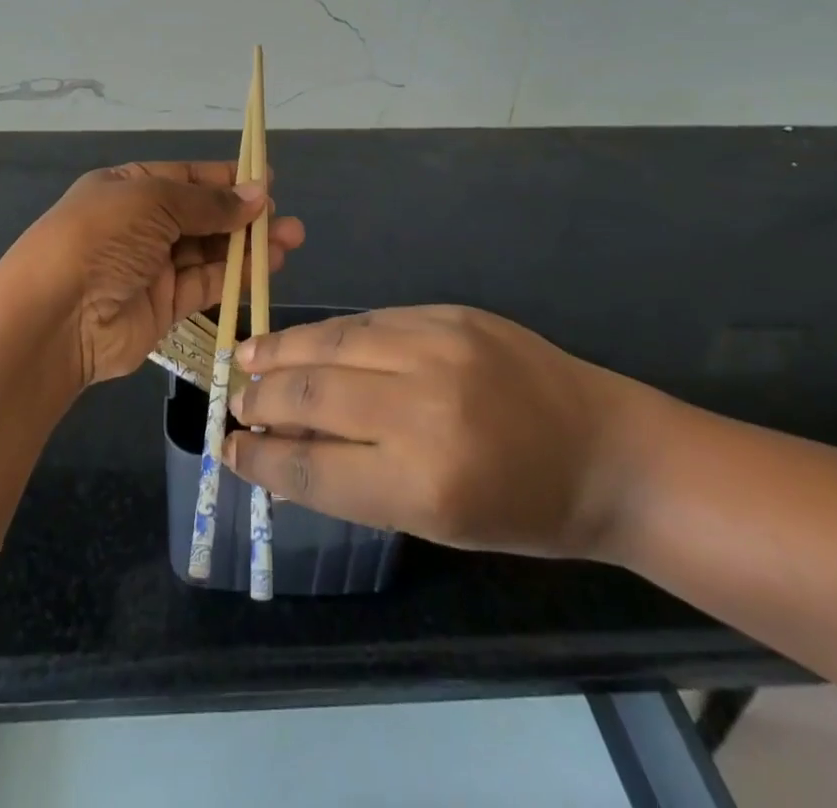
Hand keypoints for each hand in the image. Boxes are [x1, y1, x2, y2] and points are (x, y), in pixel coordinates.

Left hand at [8, 162, 304, 389]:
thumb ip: (208, 202)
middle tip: (286, 218)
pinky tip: (268, 266)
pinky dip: (237, 274)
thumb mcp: (153, 201)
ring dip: (248, 245)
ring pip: (210, 250)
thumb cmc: (101, 237)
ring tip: (291, 239)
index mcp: (129, 188)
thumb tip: (258, 194)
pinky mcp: (164, 305)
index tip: (268, 180)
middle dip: (244, 214)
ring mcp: (152, 266)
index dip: (226, 178)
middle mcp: (141, 224)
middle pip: (202, 215)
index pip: (186, 177)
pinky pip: (207, 283)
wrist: (56, 316)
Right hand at [224, 305, 659, 557]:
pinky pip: (369, 320)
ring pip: (332, 342)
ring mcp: (437, 349)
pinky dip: (330, 333)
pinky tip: (306, 339)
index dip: (261, 460)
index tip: (229, 450)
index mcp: (424, 485)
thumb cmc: (524, 509)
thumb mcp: (439, 522)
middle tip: (234, 402)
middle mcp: (424, 410)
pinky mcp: (449, 313)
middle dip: (262, 400)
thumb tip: (282, 448)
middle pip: (313, 396)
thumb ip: (357, 481)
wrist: (607, 450)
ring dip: (281, 350)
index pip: (313, 468)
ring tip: (247, 356)